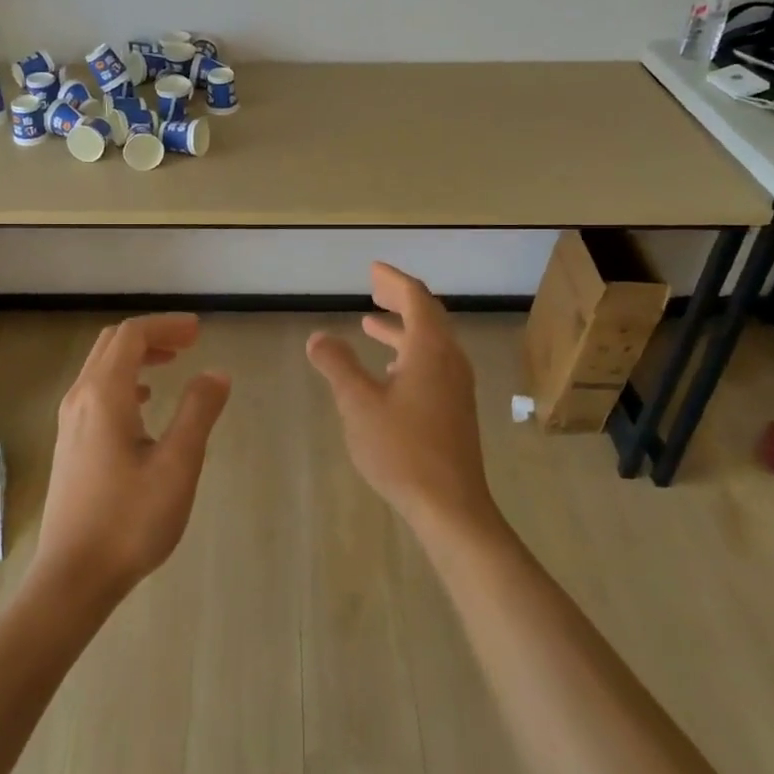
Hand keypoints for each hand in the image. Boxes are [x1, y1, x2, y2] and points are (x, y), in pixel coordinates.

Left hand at [34, 314, 231, 609]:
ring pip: (101, 367)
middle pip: (112, 344)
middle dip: (152, 334)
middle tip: (189, 342)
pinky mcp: (70, 444)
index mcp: (104, 395)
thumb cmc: (130, 520)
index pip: (132, 335)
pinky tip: (144, 403)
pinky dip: (124, 380)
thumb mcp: (178, 464)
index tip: (199, 331)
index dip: (166, 325)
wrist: (74, 576)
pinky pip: (96, 392)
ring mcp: (70, 422)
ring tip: (172, 364)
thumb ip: (198, 412)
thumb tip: (216, 373)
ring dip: (137, 356)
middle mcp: (80, 398)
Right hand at [305, 263, 501, 541]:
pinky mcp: (455, 408)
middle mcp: (449, 359)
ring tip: (370, 325)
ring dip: (401, 329)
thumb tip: (318, 337)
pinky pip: (433, 363)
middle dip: (399, 299)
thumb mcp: (359, 404)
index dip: (393, 280)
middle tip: (373, 288)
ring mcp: (456, 385)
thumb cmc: (402, 449)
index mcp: (430, 349)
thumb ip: (337, 366)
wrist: (450, 504)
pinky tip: (389, 371)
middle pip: (427, 315)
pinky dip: (409, 353)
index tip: (372, 269)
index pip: (415, 297)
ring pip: (430, 342)